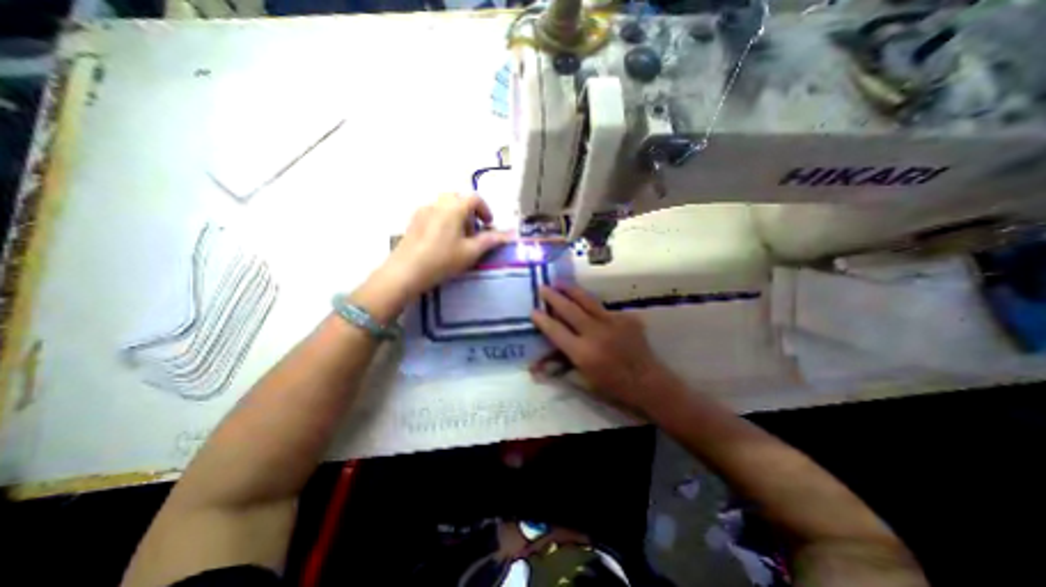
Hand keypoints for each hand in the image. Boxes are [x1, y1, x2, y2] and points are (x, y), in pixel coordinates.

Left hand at [353, 192, 509, 323]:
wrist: (406, 272)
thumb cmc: (442, 260)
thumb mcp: (471, 252)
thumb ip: (490, 240)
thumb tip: (509, 235)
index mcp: (453, 207)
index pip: (474, 198)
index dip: (485, 210)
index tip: (489, 224)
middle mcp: (437, 203)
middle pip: (458, 199)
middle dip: (470, 212)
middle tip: (474, 231)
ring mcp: (422, 211)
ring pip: (445, 205)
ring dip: (457, 215)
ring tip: (459, 238)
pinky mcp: (413, 221)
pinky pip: (433, 213)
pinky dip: (444, 219)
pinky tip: (442, 241)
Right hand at [533, 284, 678, 414]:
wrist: (649, 383)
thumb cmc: (613, 388)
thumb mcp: (583, 381)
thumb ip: (559, 368)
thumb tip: (534, 367)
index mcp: (583, 353)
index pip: (556, 331)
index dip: (542, 320)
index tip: (533, 310)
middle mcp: (596, 333)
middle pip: (569, 309)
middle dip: (553, 296)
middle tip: (543, 287)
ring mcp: (613, 322)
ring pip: (587, 300)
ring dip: (571, 290)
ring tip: (560, 282)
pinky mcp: (626, 318)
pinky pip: (604, 308)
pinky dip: (591, 305)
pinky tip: (586, 303)